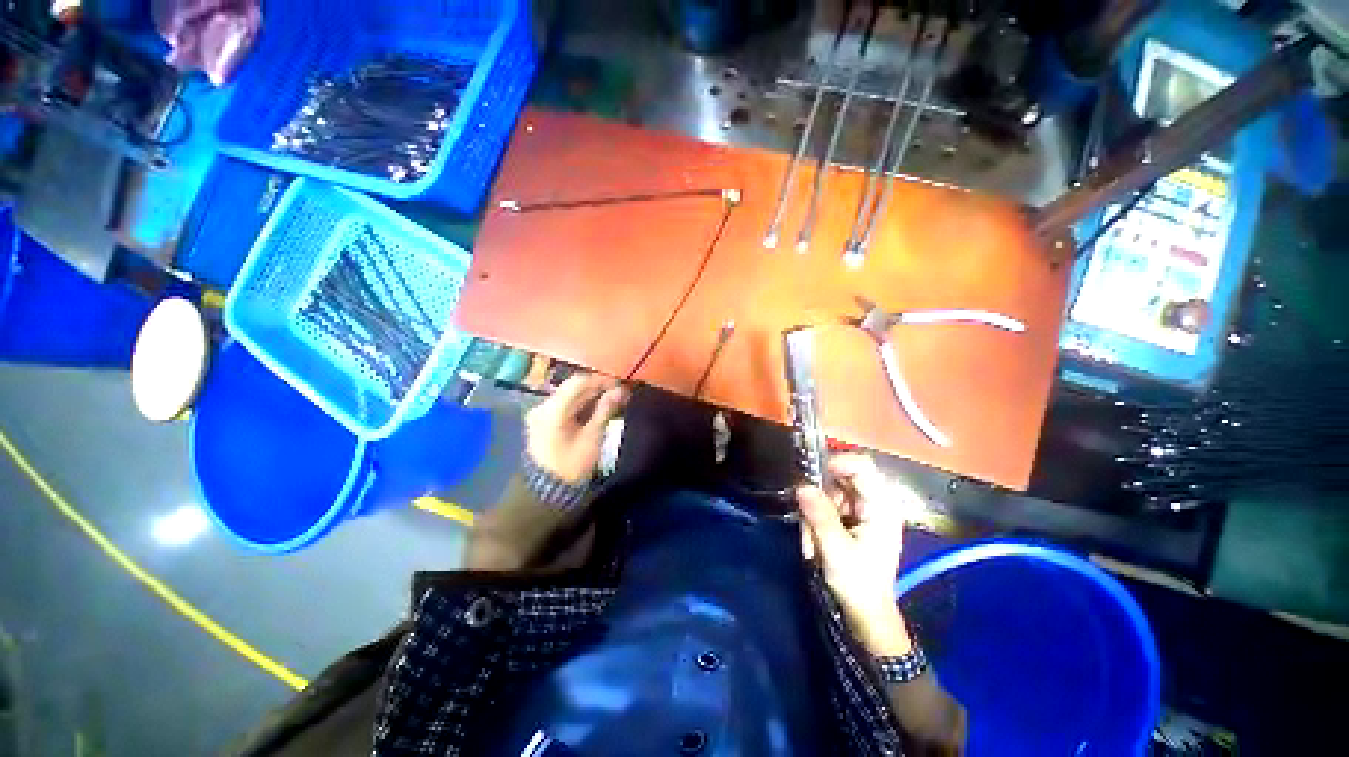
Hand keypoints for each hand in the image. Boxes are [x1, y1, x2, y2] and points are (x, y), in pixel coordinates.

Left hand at [525, 373, 627, 484]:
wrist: (547, 493)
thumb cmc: (572, 466)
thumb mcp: (592, 437)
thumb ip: (605, 410)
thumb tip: (621, 390)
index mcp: (552, 409)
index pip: (578, 382)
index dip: (601, 379)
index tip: (620, 384)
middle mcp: (542, 406)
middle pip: (573, 388)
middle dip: (597, 388)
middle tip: (619, 392)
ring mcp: (540, 414)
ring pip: (569, 396)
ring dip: (590, 396)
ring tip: (611, 401)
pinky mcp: (542, 422)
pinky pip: (564, 406)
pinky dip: (581, 405)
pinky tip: (596, 409)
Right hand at [797, 454, 921, 656]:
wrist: (866, 615)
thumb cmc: (859, 585)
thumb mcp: (837, 551)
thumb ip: (820, 516)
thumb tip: (801, 486)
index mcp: (881, 507)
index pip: (861, 467)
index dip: (836, 463)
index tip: (811, 475)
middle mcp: (873, 503)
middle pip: (841, 478)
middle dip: (819, 494)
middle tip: (805, 515)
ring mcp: (861, 510)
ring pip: (829, 491)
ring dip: (814, 510)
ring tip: (811, 539)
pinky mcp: (850, 519)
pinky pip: (826, 505)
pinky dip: (815, 518)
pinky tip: (814, 541)